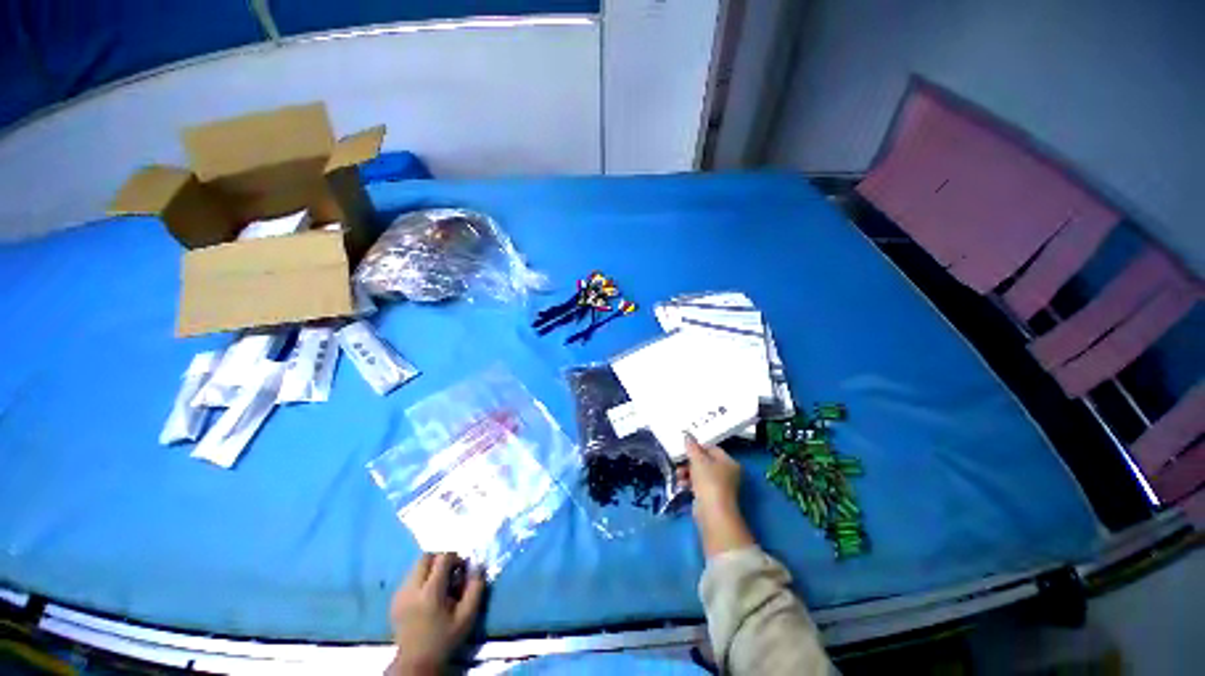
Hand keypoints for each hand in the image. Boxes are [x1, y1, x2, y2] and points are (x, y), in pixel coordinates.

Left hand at [389, 553, 484, 674]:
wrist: (416, 663)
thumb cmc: (445, 639)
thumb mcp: (467, 616)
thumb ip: (475, 588)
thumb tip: (479, 565)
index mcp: (430, 592)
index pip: (443, 557)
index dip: (456, 558)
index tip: (461, 570)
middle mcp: (412, 589)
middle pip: (426, 557)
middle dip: (440, 559)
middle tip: (450, 573)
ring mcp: (400, 594)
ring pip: (416, 566)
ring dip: (430, 568)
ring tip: (439, 585)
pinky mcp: (394, 600)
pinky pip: (409, 577)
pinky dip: (420, 578)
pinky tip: (426, 595)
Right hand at [681, 434, 754, 557]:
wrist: (712, 512)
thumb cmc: (709, 481)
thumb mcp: (698, 460)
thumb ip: (692, 447)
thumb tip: (687, 435)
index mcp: (728, 462)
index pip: (712, 448)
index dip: (697, 447)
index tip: (685, 449)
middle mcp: (727, 473)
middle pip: (705, 461)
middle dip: (690, 462)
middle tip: (679, 462)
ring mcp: (720, 487)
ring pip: (701, 474)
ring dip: (687, 473)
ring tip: (678, 476)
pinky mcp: (712, 498)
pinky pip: (699, 485)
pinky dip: (690, 483)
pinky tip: (681, 484)